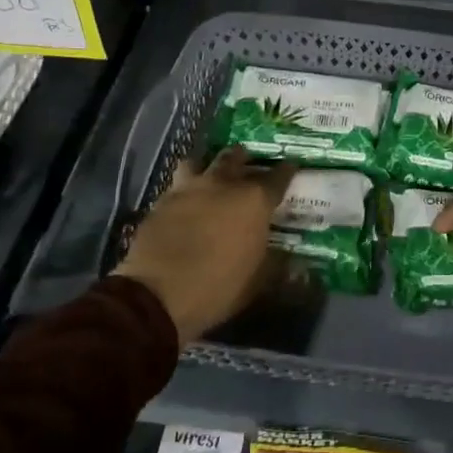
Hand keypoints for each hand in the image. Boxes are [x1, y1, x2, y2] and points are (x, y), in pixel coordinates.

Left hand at [114, 148, 295, 345]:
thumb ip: (277, 264)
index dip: (287, 170)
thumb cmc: (218, 287)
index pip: (278, 177)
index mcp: (254, 200)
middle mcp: (223, 185)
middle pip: (235, 158)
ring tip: (210, 175)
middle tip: (248, 161)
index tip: (292, 166)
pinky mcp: (161, 202)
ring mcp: (188, 189)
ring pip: (199, 162)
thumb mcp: (258, 281)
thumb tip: (295, 262)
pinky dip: (184, 190)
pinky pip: (177, 186)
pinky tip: (185, 202)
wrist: (157, 295)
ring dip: (207, 165)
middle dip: (244, 158)